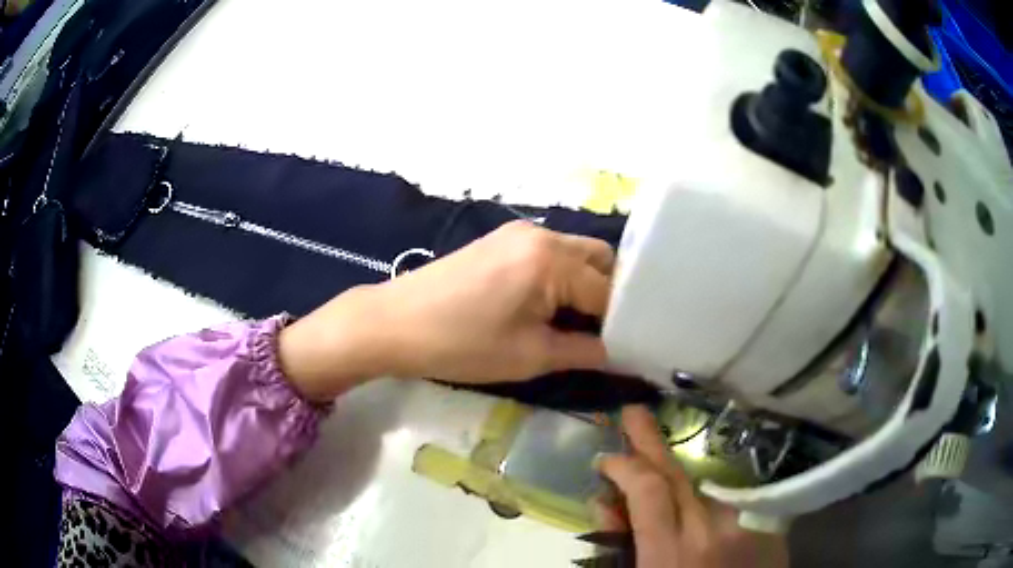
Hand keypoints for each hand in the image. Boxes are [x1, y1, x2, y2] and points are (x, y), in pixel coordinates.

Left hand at [279, 220, 614, 400]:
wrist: (393, 323)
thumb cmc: (460, 344)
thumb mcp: (530, 356)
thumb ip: (586, 352)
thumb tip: (623, 355)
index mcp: (552, 259)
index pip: (610, 290)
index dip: (624, 322)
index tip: (632, 348)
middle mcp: (542, 234)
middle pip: (600, 260)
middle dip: (612, 296)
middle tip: (607, 334)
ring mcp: (519, 233)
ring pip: (576, 255)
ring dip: (587, 285)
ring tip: (579, 324)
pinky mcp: (501, 241)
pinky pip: (550, 255)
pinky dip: (563, 277)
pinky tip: (550, 306)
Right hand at [596, 406, 789, 567]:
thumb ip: (622, 546)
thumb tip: (607, 506)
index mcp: (672, 555)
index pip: (648, 491)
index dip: (624, 467)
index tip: (606, 459)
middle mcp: (712, 530)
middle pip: (678, 475)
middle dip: (651, 442)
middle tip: (633, 413)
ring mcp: (745, 524)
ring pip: (703, 488)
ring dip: (676, 476)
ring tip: (657, 461)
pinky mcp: (766, 524)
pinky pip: (725, 502)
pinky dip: (704, 499)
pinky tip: (695, 504)